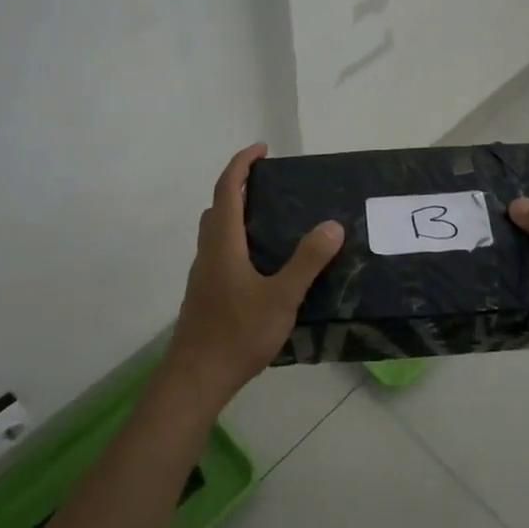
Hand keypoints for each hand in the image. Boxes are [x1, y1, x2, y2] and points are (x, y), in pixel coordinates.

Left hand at [164, 144, 342, 405]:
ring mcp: (203, 275)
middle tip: (269, 184)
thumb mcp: (282, 297)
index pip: (227, 189)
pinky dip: (236, 240)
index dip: (241, 164)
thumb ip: (307, 261)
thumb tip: (332, 225)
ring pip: (216, 232)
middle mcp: (208, 252)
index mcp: (223, 243)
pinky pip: (219, 253)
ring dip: (236, 214)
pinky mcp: (205, 295)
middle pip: (218, 207)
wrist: (196, 378)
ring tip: (270, 220)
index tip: (262, 149)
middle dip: (239, 186)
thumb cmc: (237, 333)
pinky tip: (260, 264)